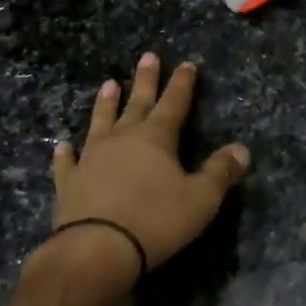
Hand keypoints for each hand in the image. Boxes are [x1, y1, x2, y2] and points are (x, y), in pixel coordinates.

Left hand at [42, 54, 250, 290]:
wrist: (96, 249)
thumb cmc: (155, 221)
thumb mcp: (201, 199)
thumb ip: (220, 172)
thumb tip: (242, 149)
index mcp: (157, 138)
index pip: (174, 103)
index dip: (182, 83)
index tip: (186, 64)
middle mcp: (123, 138)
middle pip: (137, 103)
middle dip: (146, 80)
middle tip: (148, 56)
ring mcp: (92, 157)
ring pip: (101, 122)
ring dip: (106, 104)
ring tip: (109, 83)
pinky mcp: (69, 182)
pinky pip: (67, 162)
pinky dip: (66, 153)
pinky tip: (64, 146)